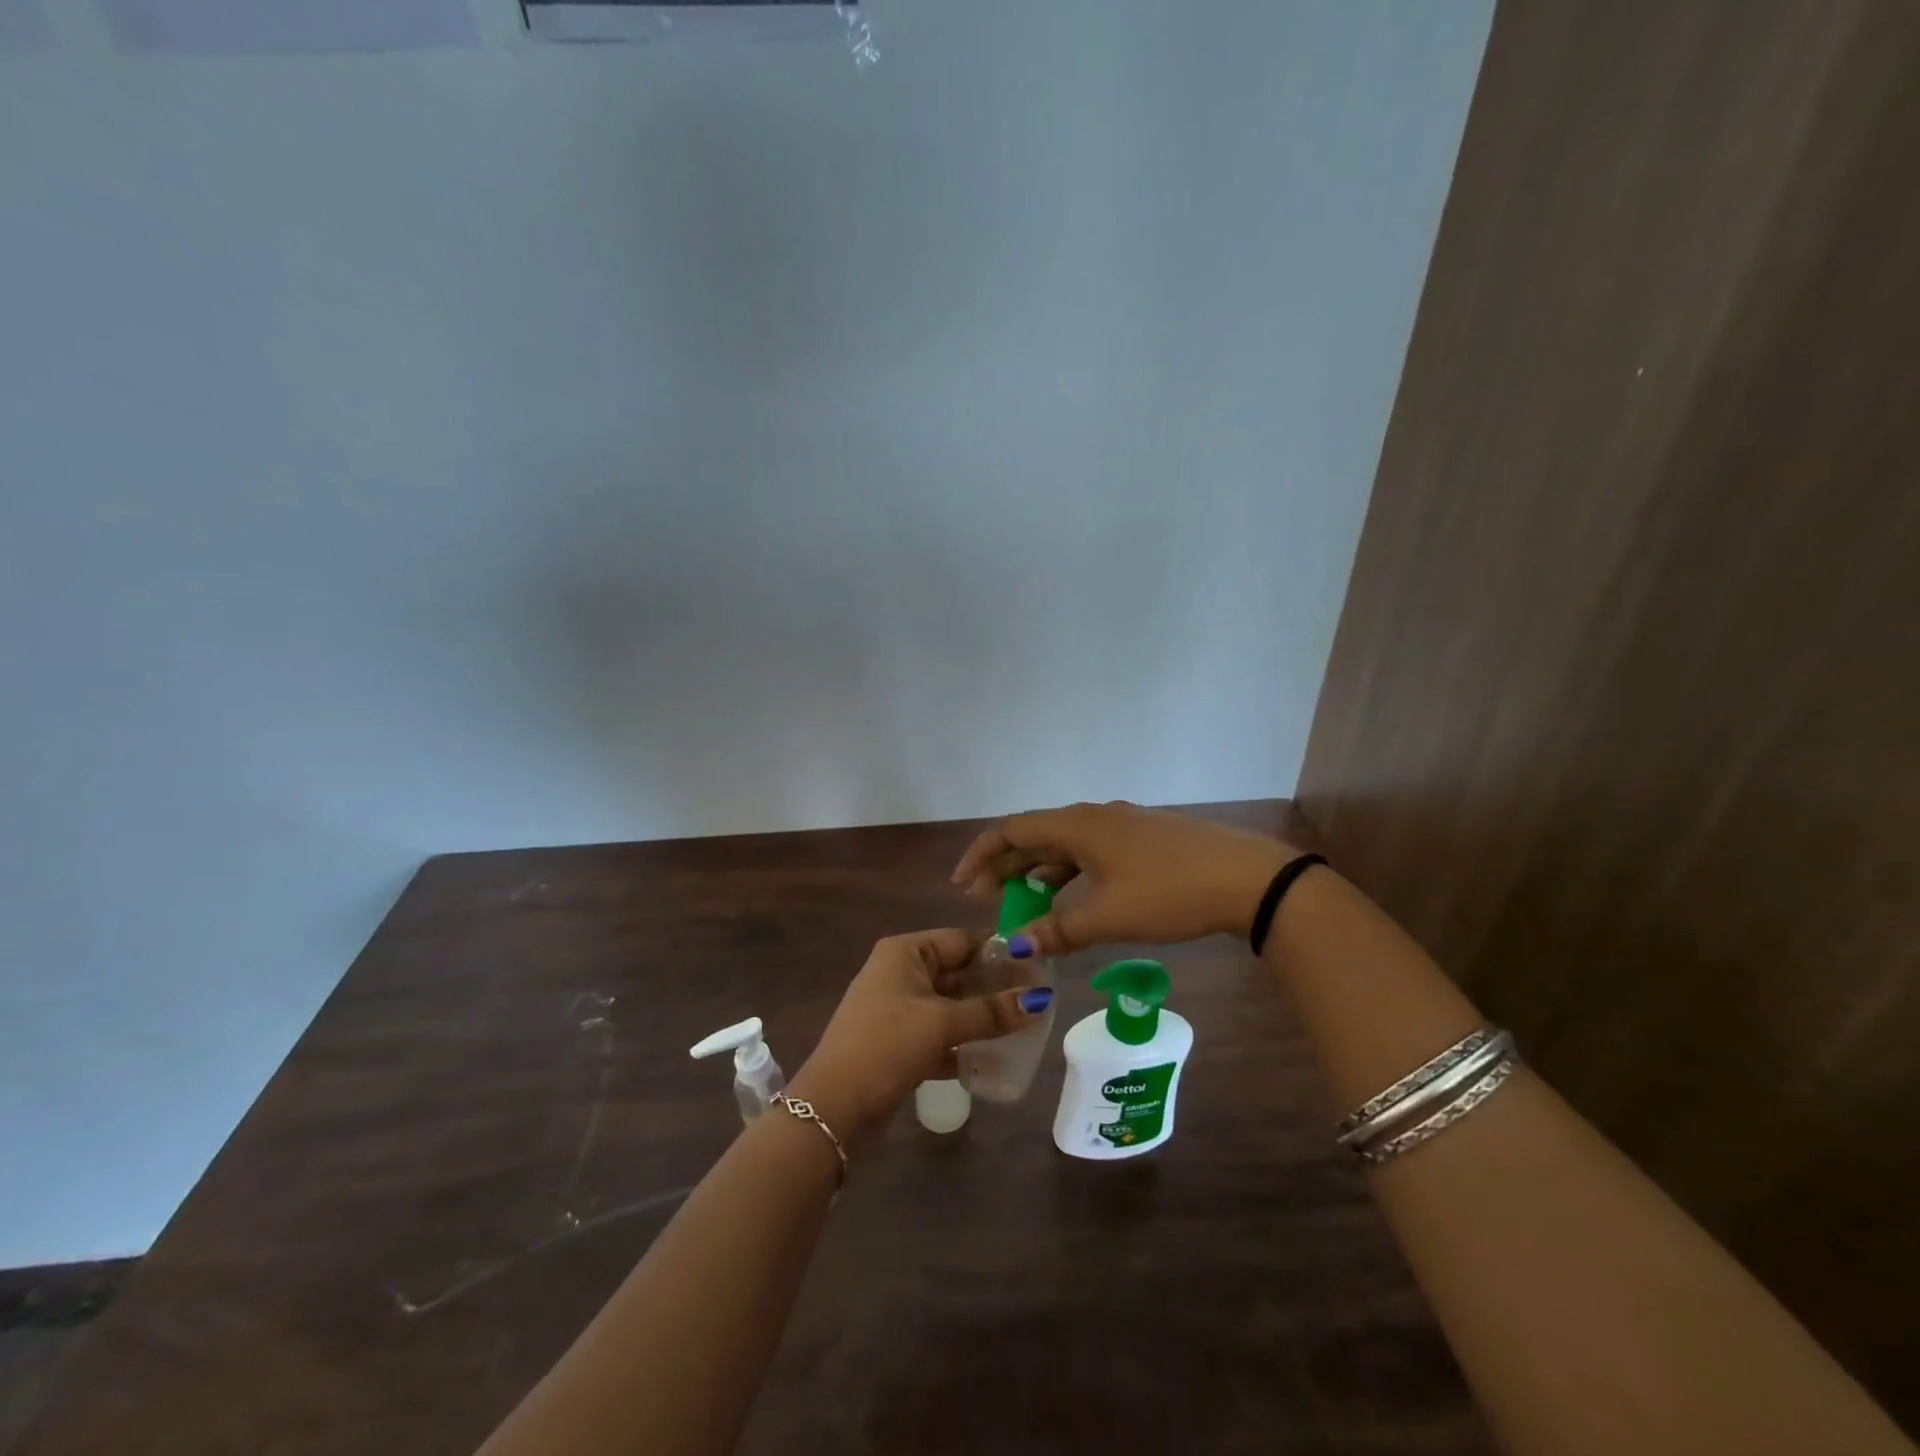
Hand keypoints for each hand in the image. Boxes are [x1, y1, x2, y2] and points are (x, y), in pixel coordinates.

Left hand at [790, 929, 1051, 1139]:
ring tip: (1024, 1029)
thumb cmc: (887, 1046)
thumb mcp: (941, 1024)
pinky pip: (939, 1034)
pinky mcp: (897, 1041)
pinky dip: (962, 1044)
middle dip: (994, 988)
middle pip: (957, 973)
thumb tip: (1040, 999)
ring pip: (950, 1006)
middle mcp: (900, 972)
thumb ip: (992, 1011)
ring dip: (981, 1018)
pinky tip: (992, 1060)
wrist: (833, 1107)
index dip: (999, 952)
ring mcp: (897, 1008)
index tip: (1038, 967)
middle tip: (1037, 1001)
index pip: (961, 940)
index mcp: (905, 952)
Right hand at [952, 802, 1297, 954]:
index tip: (963, 886)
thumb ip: (1058, 930)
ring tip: (1023, 905)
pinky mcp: (1144, 840)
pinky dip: (1070, 875)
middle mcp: (1095, 816)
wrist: (1248, 879)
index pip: (1012, 830)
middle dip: (1007, 867)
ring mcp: (1122, 826)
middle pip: (1036, 836)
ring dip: (1039, 873)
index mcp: (1078, 825)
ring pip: (1065, 846)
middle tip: (986, 902)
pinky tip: (1072, 900)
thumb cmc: (1170, 893)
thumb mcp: (1109, 916)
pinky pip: (1091, 853)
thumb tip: (1015, 947)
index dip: (981, 855)